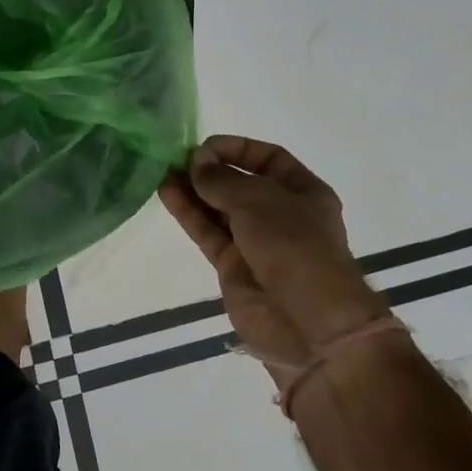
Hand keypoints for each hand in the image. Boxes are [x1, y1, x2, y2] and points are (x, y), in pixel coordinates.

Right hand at [159, 135, 388, 375]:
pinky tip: (166, 193)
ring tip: (162, 171)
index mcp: (304, 193)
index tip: (204, 146)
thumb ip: (222, 179)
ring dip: (193, 190)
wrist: (309, 324)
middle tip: (177, 159)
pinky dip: (188, 213)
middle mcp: (281, 214)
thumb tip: (196, 162)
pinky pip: (208, 232)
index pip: (268, 158)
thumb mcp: (259, 201)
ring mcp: (256, 242)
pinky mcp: (233, 266)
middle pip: (240, 183)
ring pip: (219, 208)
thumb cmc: (295, 247)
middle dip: (210, 170)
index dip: (237, 148)